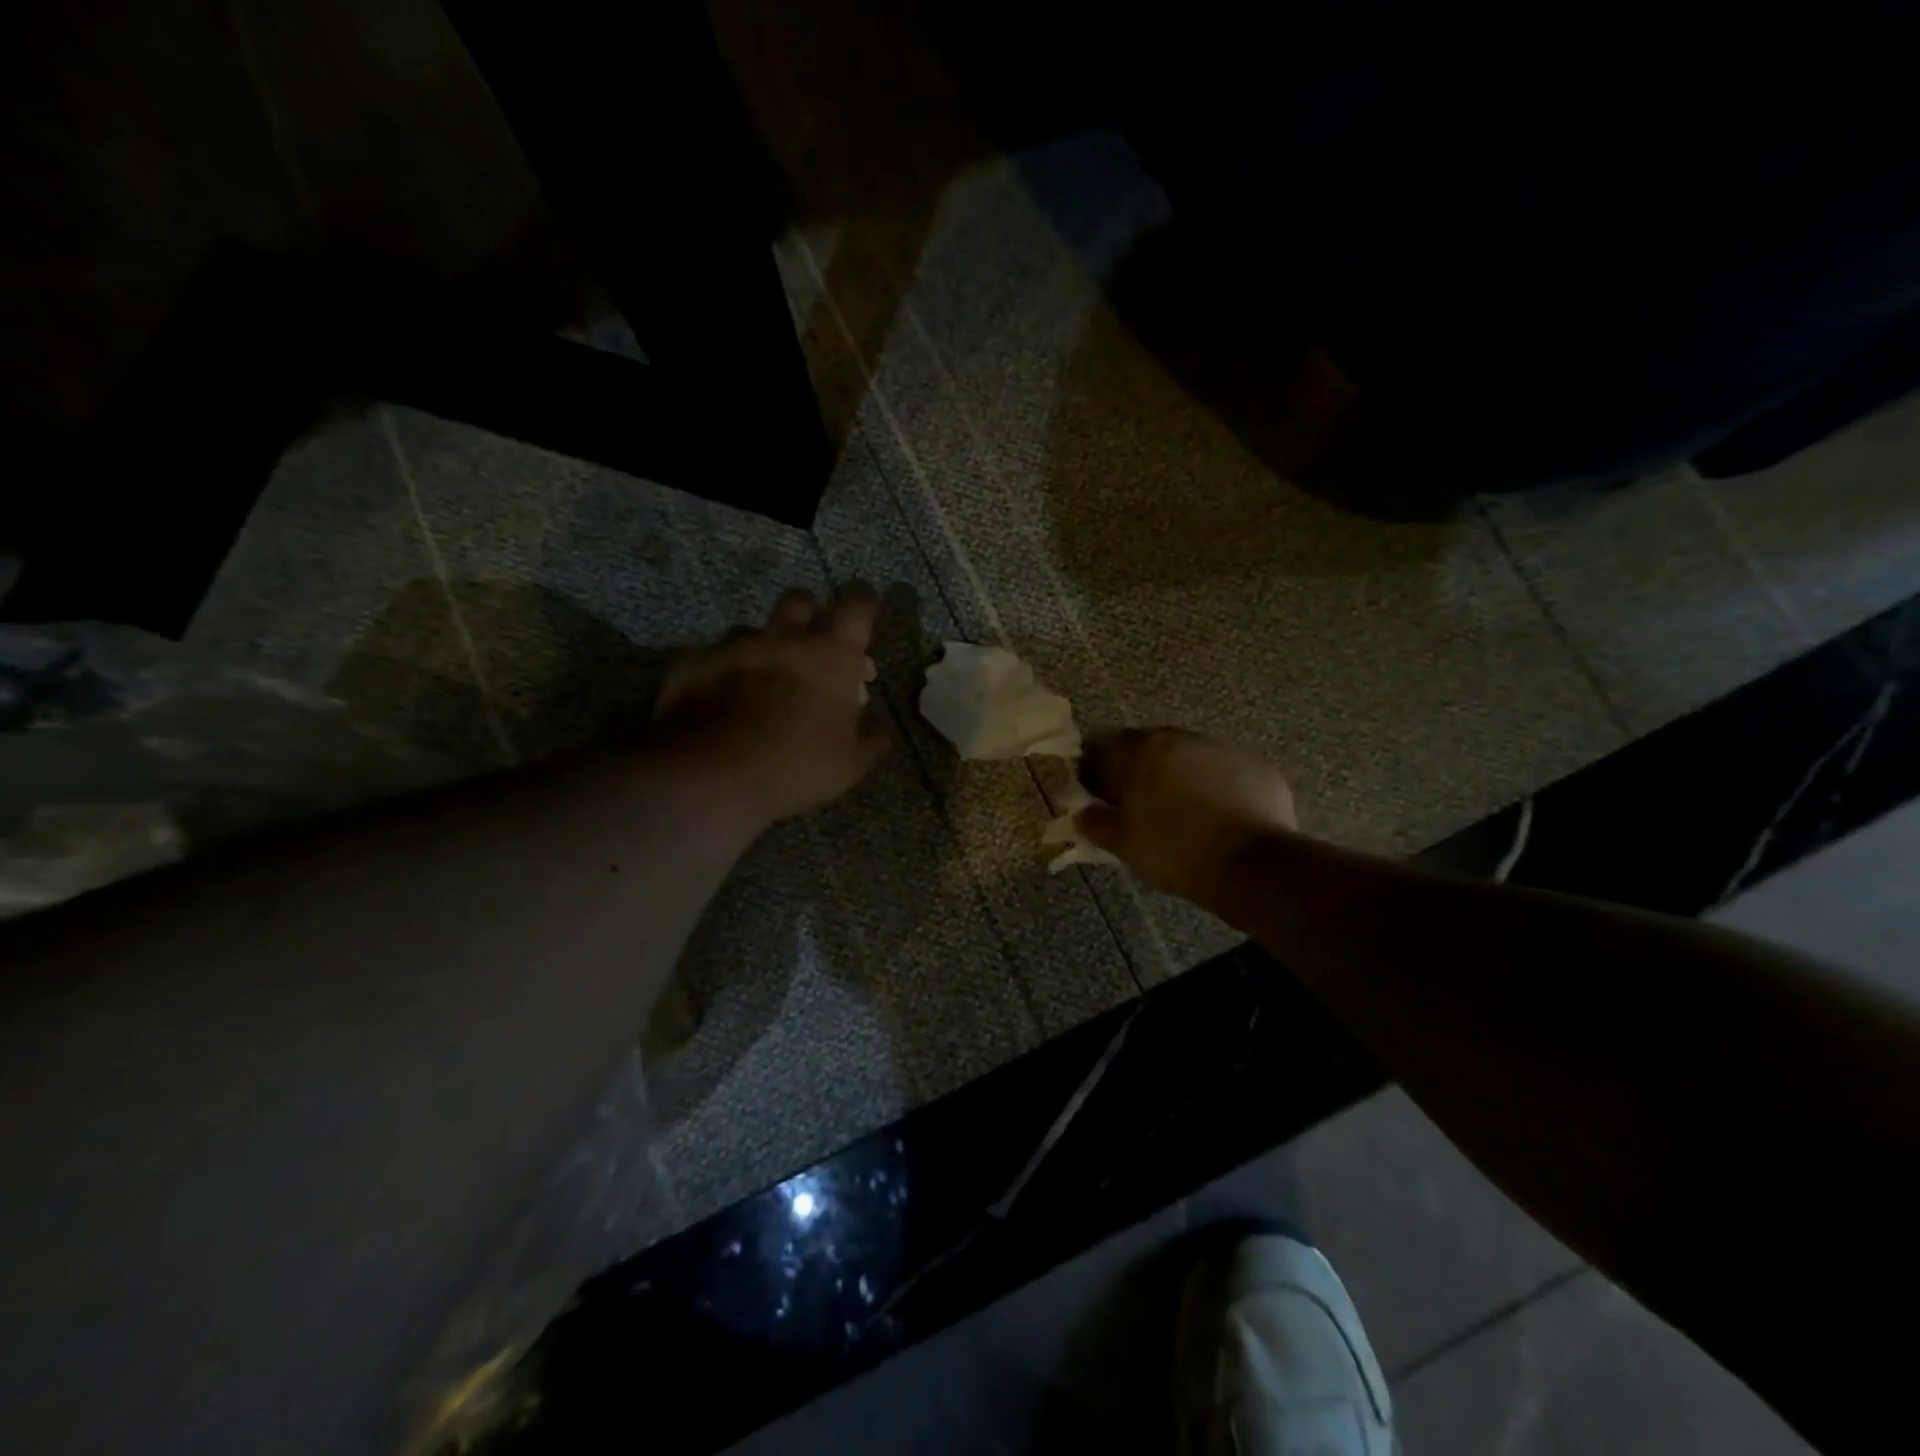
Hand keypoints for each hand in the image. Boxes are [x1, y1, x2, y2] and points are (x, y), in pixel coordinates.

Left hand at [651, 586, 888, 827]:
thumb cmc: (796, 767)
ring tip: (759, 677)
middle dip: (809, 612)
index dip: (864, 602)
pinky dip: (719, 671)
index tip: (865, 609)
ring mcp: (734, 647)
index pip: (857, 606)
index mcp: (831, 656)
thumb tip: (879, 724)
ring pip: (752, 629)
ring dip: (762, 646)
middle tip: (811, 642)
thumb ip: (871, 738)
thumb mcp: (850, 765)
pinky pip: (710, 656)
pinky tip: (716, 697)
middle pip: (800, 600)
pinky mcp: (693, 662)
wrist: (713, 775)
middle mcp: (784, 638)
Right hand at [1076, 729, 1297, 905]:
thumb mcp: (1124, 844)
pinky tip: (1217, 814)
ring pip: (1189, 756)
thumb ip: (1096, 823)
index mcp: (1142, 752)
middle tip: (1138, 803)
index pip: (1105, 750)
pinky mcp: (1256, 766)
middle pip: (1149, 747)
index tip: (1099, 796)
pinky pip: (1224, 771)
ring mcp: (1222, 749)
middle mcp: (1181, 740)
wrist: (1251, 866)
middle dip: (1139, 769)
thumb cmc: (1175, 852)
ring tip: (1181, 810)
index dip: (1097, 773)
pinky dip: (1215, 785)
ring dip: (1178, 774)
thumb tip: (1081, 814)